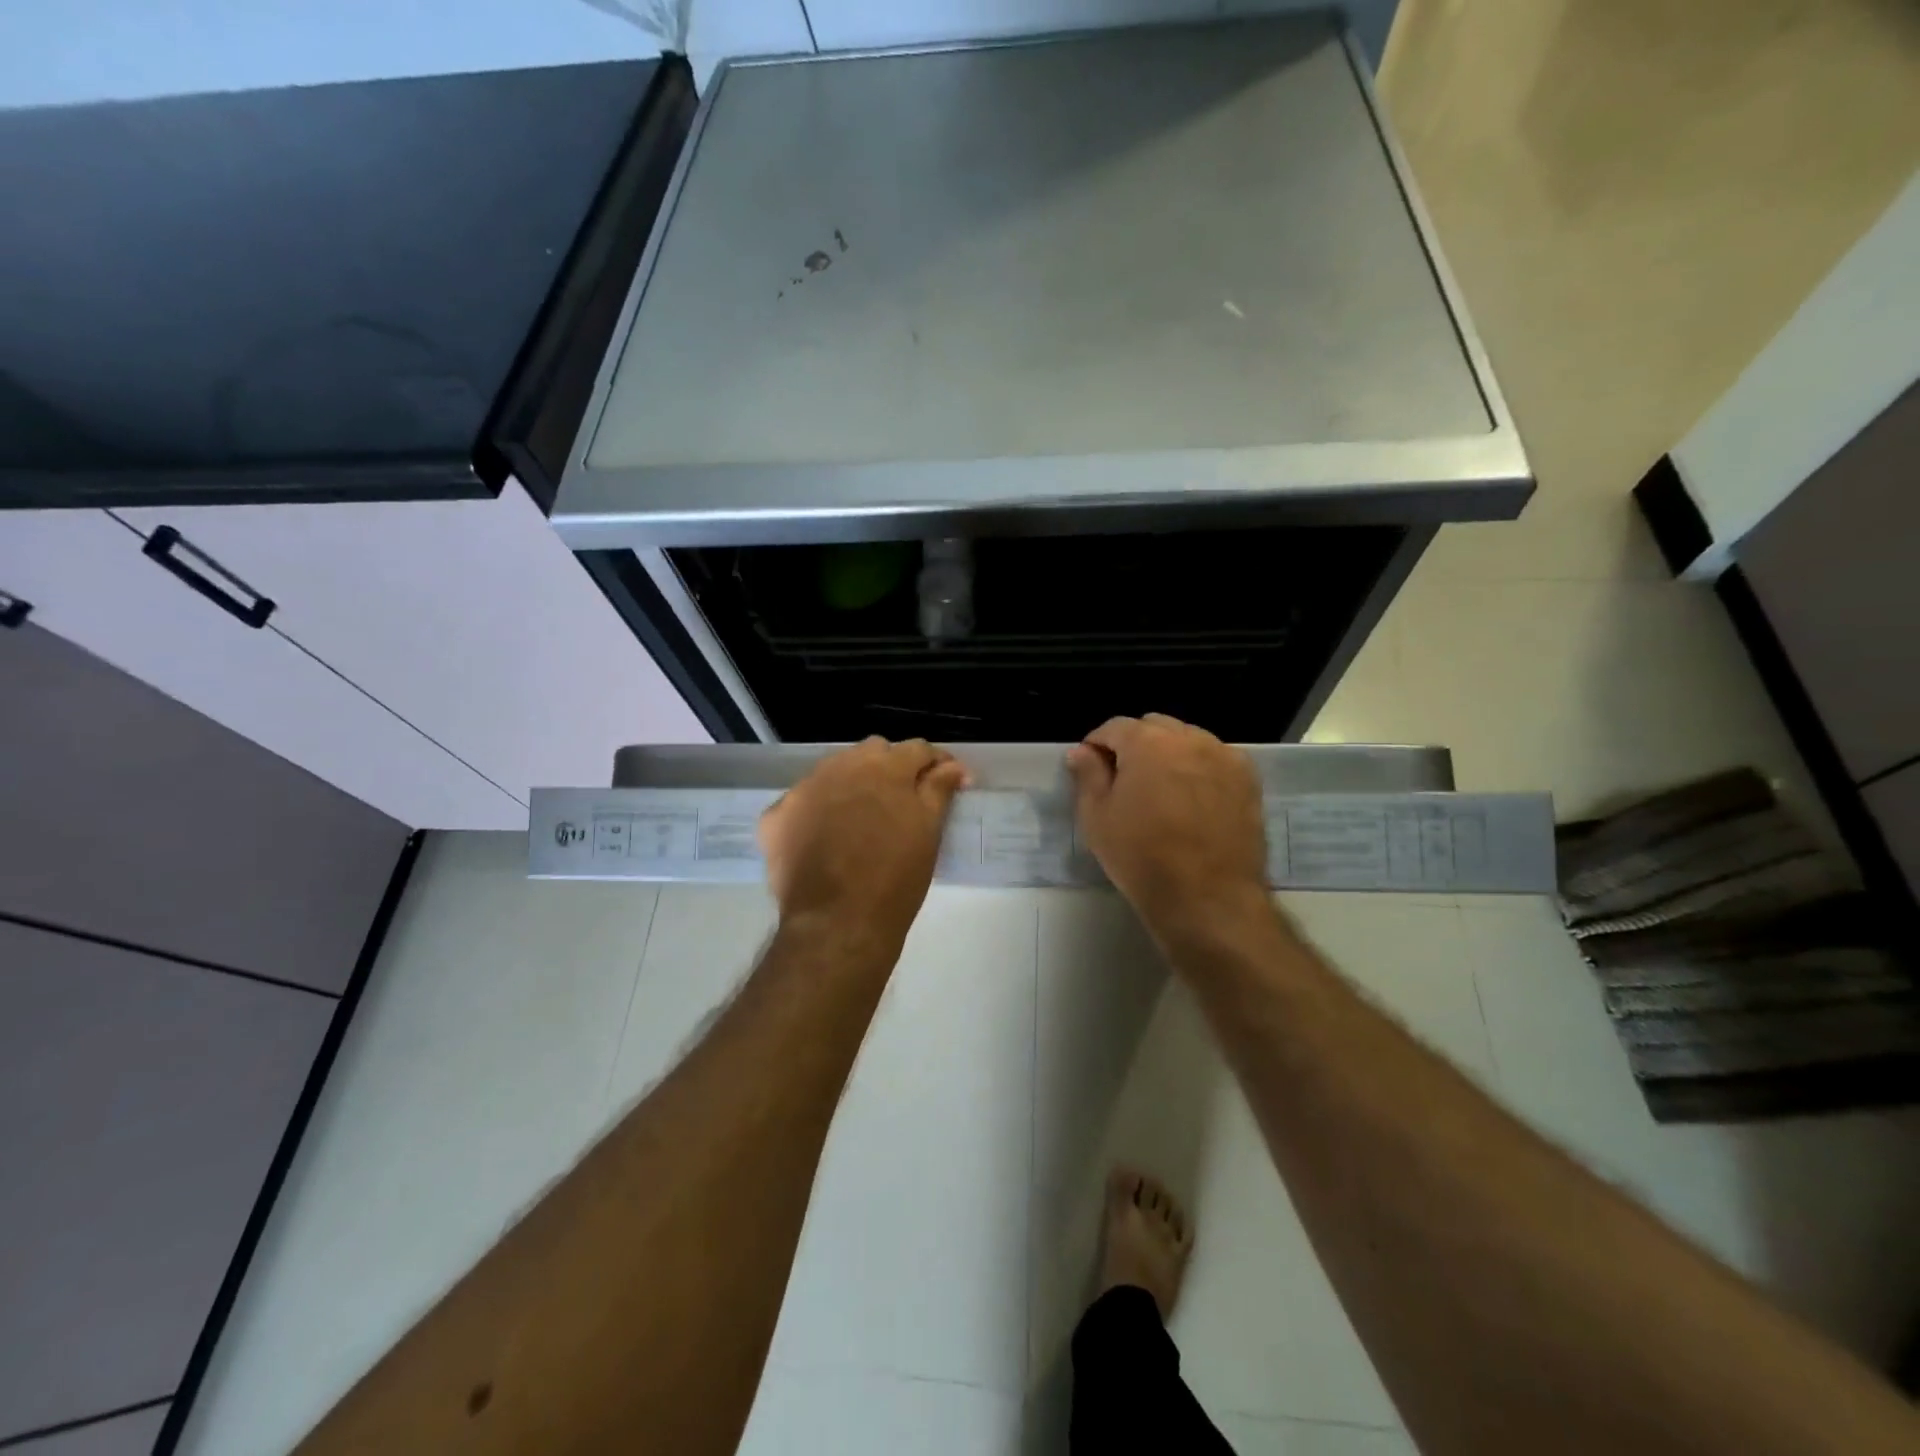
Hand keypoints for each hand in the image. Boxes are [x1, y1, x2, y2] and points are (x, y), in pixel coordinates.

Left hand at [758, 737, 968, 951]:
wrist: (838, 923)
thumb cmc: (895, 878)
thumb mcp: (928, 832)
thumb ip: (939, 790)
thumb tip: (953, 767)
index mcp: (885, 767)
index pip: (917, 749)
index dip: (936, 763)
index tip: (949, 782)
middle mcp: (842, 766)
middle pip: (872, 752)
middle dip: (891, 767)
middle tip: (903, 801)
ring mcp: (803, 789)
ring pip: (833, 772)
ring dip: (850, 785)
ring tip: (861, 819)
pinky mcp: (776, 816)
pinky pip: (801, 803)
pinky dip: (815, 813)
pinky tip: (823, 839)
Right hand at [1067, 714, 1271, 948]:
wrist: (1207, 897)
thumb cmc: (1141, 857)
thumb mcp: (1097, 817)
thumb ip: (1088, 776)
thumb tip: (1081, 751)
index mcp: (1147, 741)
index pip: (1114, 727)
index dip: (1097, 745)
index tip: (1090, 768)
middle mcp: (1188, 738)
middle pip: (1154, 727)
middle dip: (1135, 745)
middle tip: (1125, 780)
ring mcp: (1224, 756)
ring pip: (1187, 740)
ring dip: (1169, 754)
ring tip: (1162, 790)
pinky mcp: (1248, 779)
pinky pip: (1215, 759)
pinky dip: (1200, 768)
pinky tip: (1193, 799)